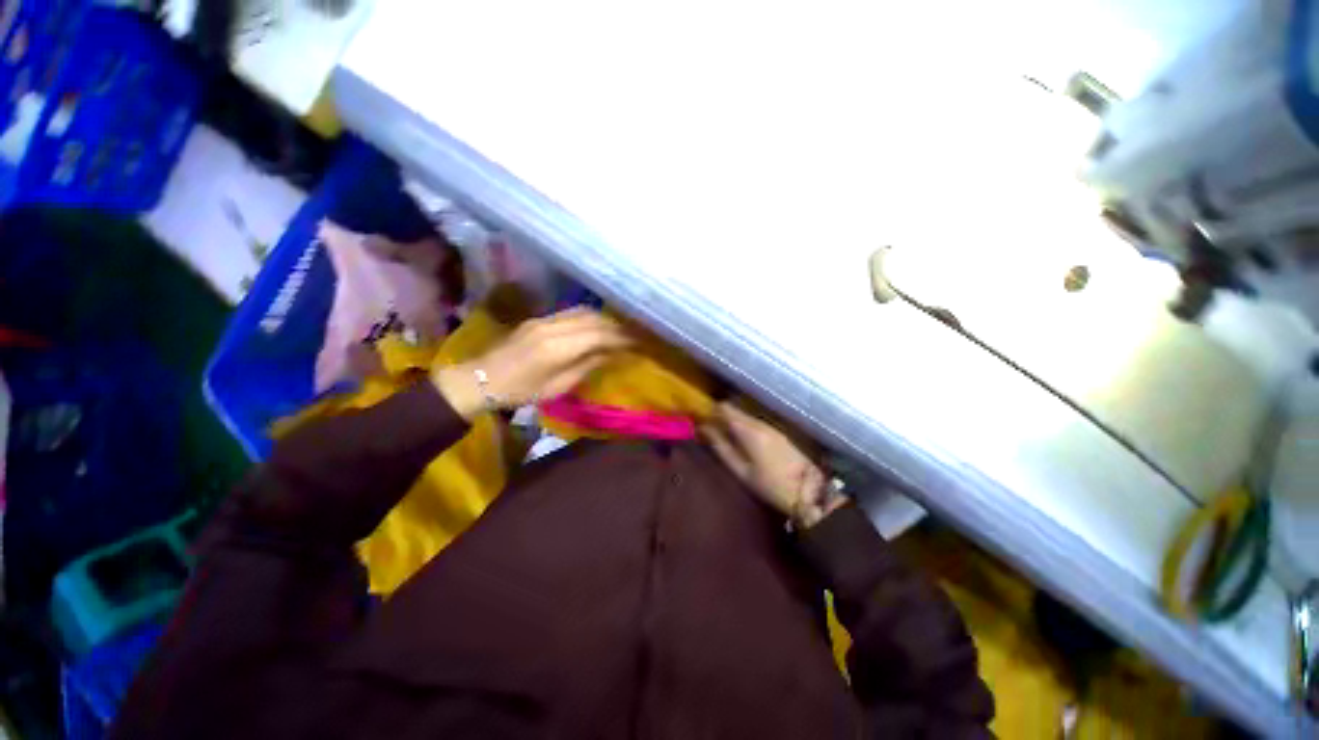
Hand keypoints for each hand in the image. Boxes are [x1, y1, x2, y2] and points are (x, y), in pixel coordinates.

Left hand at [433, 308, 630, 419]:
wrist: (481, 379)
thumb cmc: (521, 391)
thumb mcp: (557, 387)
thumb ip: (586, 366)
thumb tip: (611, 354)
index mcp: (557, 348)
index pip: (598, 335)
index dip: (621, 338)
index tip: (638, 342)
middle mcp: (552, 327)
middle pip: (593, 319)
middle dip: (616, 326)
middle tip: (633, 334)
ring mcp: (544, 319)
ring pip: (583, 311)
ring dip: (604, 319)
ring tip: (618, 329)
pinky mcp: (539, 319)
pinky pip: (571, 313)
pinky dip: (589, 318)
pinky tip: (597, 326)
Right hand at [702, 402, 844, 528]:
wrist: (809, 490)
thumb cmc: (770, 484)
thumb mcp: (741, 471)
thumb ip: (722, 448)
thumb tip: (704, 430)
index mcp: (748, 430)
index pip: (724, 408)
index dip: (709, 410)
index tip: (699, 418)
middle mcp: (759, 422)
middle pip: (734, 409)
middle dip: (718, 415)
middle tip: (707, 428)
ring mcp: (769, 426)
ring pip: (743, 415)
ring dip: (730, 420)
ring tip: (720, 435)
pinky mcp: (776, 432)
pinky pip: (753, 422)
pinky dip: (741, 425)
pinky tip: (738, 439)